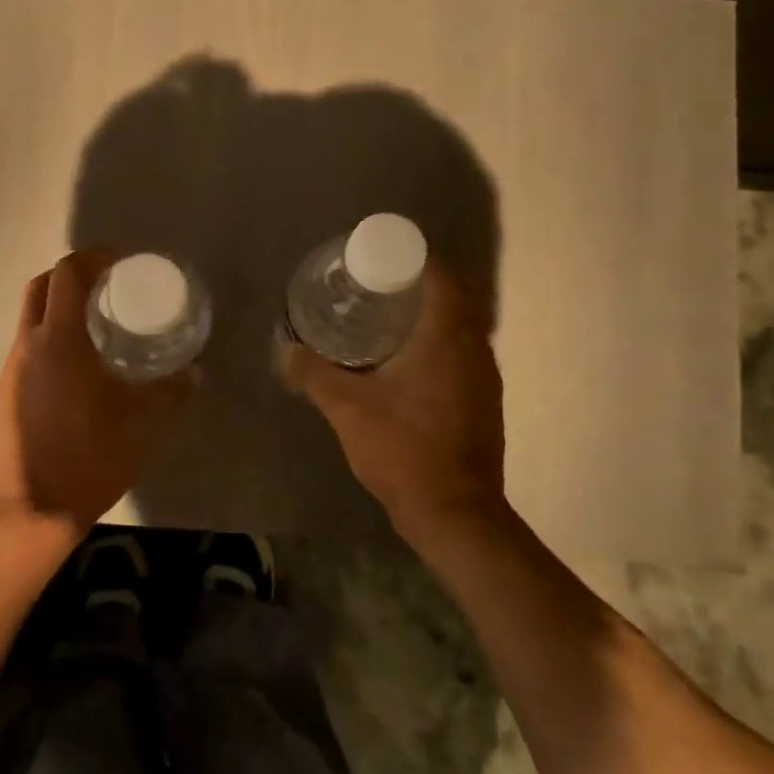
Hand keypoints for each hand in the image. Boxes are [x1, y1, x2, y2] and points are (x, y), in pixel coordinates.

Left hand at [0, 249, 194, 534]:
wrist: (29, 512)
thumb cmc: (88, 460)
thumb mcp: (142, 425)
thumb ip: (171, 392)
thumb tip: (193, 372)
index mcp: (59, 342)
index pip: (67, 274)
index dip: (93, 258)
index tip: (120, 262)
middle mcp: (28, 345)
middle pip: (42, 285)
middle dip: (74, 275)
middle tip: (109, 287)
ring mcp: (11, 368)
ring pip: (32, 315)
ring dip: (61, 305)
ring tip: (98, 323)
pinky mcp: (5, 391)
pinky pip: (29, 343)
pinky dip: (52, 334)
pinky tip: (78, 363)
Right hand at [282, 261, 506, 540]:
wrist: (455, 513)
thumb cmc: (403, 450)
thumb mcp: (347, 409)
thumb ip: (315, 375)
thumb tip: (287, 350)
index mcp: (446, 339)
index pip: (442, 278)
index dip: (417, 260)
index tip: (383, 260)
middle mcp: (474, 350)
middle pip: (455, 299)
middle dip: (420, 286)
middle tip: (378, 288)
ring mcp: (485, 378)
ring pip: (462, 328)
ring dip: (432, 317)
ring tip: (388, 320)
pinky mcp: (485, 402)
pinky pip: (464, 354)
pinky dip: (440, 345)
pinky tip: (408, 364)